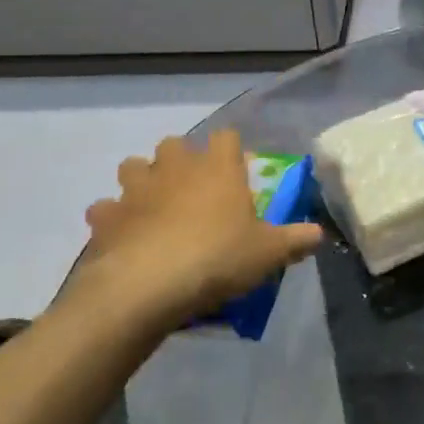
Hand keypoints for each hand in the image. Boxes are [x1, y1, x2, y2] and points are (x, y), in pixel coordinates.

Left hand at [71, 131, 321, 332]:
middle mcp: (176, 167)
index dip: (231, 150)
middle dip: (180, 160)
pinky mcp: (105, 216)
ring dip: (141, 180)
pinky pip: (105, 208)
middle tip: (192, 190)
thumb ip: (296, 240)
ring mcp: (136, 189)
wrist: (148, 286)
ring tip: (153, 207)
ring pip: (133, 166)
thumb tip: (319, 233)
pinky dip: (112, 218)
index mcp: (218, 168)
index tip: (237, 172)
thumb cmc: (217, 258)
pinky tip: (123, 237)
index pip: (226, 137)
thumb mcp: (268, 254)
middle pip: (174, 143)